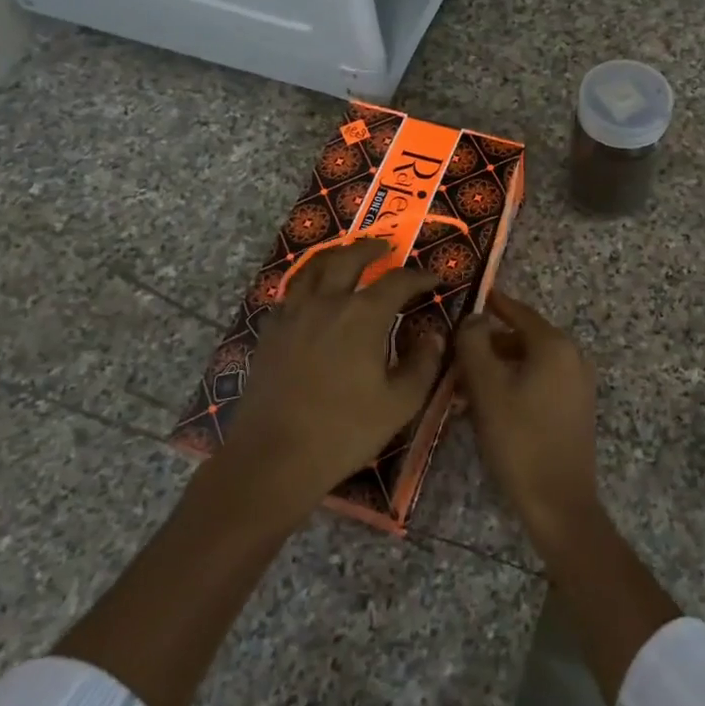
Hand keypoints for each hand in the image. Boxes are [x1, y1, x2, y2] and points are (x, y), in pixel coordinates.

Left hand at [219, 238, 441, 517]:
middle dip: (371, 249)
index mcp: (363, 315)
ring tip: (346, 257)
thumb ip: (423, 364)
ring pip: (314, 269)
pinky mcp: (269, 333)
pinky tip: (312, 297)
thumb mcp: (400, 403)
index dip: (419, 276)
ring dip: (335, 256)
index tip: (434, 278)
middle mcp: (327, 303)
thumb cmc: (344, 431)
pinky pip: (290, 294)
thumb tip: (435, 336)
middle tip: (385, 248)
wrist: (273, 457)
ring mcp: (293, 315)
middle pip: (349, 259)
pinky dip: (307, 285)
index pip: (397, 281)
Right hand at [453, 291, 601, 550]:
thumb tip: (473, 317)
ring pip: (530, 362)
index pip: (518, 312)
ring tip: (466, 385)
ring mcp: (579, 384)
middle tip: (457, 354)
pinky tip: (490, 406)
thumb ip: (474, 345)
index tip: (471, 298)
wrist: (559, 503)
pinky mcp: (576, 408)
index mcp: (555, 345)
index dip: (493, 304)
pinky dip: (515, 383)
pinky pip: (541, 382)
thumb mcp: (486, 389)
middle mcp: (573, 356)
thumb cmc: (519, 440)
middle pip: (524, 337)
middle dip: (489, 344)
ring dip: (499, 367)